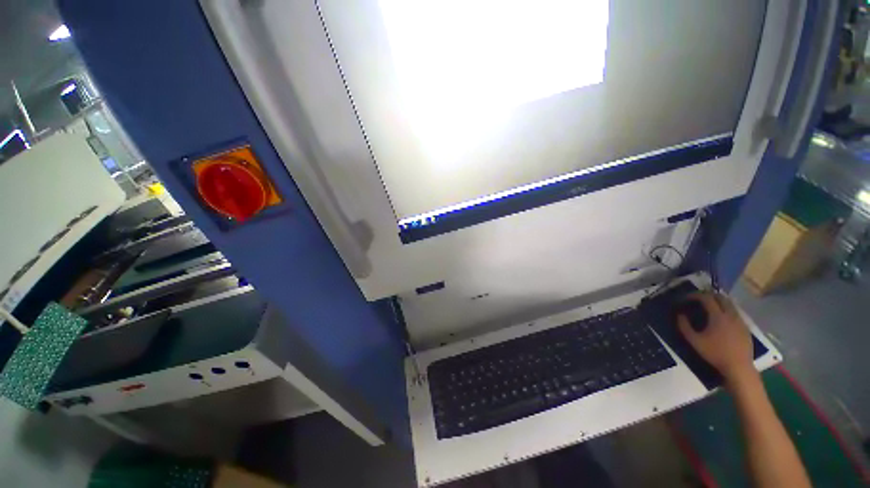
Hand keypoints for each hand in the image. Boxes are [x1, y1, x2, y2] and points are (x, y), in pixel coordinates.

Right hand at [677, 292, 756, 384]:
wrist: (739, 367)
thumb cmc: (715, 353)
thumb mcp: (694, 341)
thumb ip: (684, 326)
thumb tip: (680, 315)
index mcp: (718, 316)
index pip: (707, 298)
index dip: (695, 295)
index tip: (686, 298)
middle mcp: (731, 315)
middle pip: (721, 297)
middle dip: (708, 295)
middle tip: (698, 299)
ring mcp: (740, 321)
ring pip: (730, 304)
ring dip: (718, 302)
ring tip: (709, 307)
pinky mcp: (745, 327)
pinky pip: (735, 313)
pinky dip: (726, 310)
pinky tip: (721, 319)